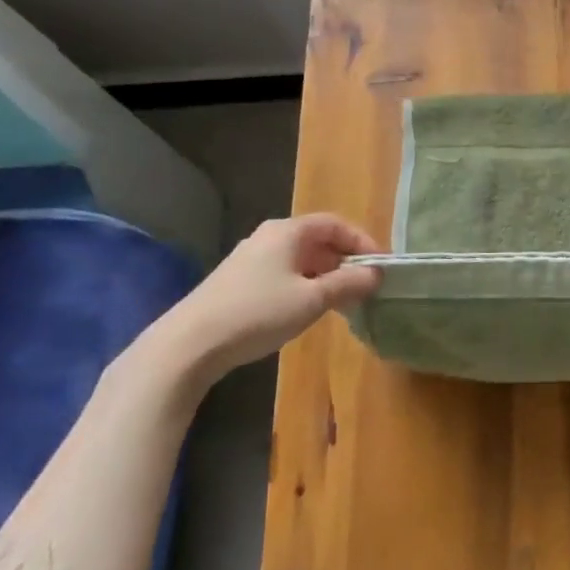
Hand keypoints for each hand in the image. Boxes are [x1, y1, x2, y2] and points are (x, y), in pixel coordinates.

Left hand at [159, 214, 381, 374]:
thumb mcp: (312, 300)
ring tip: (343, 302)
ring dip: (326, 276)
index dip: (362, 242)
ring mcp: (250, 259)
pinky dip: (304, 285)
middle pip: (318, 240)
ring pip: (300, 259)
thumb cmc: (258, 313)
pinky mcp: (238, 282)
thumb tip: (377, 273)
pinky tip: (307, 310)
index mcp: (288, 231)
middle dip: (345, 261)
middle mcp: (269, 236)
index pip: (336, 224)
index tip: (381, 266)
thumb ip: (348, 284)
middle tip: (366, 286)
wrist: (188, 345)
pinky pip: (283, 274)